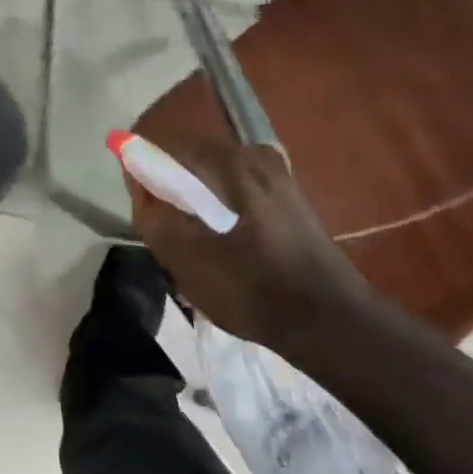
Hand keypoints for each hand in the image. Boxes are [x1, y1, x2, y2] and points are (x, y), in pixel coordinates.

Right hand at [126, 139, 373, 355]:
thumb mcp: (187, 261)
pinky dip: (222, 209)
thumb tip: (139, 185)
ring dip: (197, 202)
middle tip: (167, 233)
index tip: (142, 210)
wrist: (334, 324)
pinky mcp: (291, 196)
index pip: (167, 149)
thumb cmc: (255, 290)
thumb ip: (154, 217)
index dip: (145, 174)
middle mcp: (254, 155)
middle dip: (172, 190)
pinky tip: (226, 247)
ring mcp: (278, 174)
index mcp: (229, 163)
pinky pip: (238, 190)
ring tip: (196, 246)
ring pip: (215, 177)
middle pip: (193, 160)